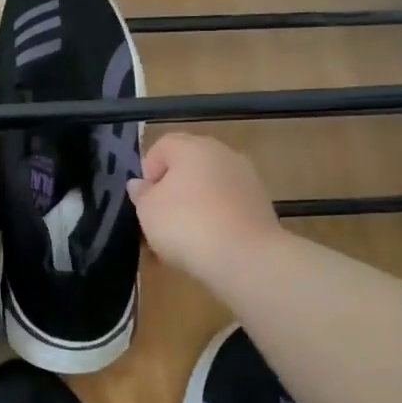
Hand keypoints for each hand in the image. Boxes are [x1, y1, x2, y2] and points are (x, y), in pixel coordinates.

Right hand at [127, 132, 280, 284]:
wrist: (245, 256)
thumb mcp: (147, 210)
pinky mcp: (261, 203)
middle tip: (161, 216)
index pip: (162, 146)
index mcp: (192, 147)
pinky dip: (216, 216)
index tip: (145, 199)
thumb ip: (141, 193)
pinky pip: (228, 203)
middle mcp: (222, 153)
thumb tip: (139, 183)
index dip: (148, 170)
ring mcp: (246, 177)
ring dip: (195, 202)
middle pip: (189, 163)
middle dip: (172, 186)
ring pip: (210, 184)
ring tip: (185, 234)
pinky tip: (209, 241)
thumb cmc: (186, 224)